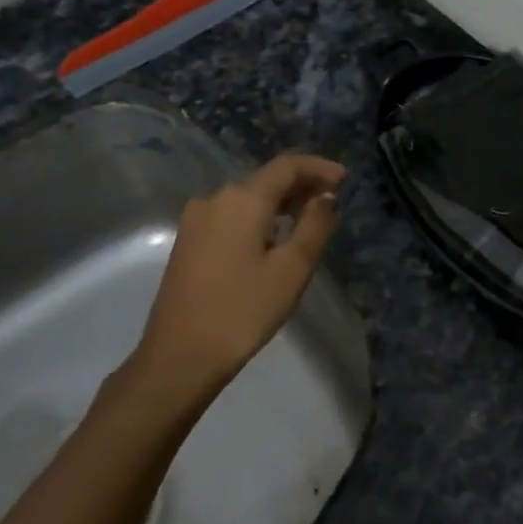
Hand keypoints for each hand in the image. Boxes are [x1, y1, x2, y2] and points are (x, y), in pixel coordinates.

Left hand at [135, 153, 345, 394]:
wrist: (179, 357)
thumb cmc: (242, 311)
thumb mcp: (291, 270)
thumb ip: (314, 226)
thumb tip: (325, 198)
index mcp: (242, 199)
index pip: (286, 166)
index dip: (318, 167)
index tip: (344, 179)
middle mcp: (215, 199)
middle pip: (265, 179)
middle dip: (301, 185)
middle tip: (332, 201)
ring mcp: (196, 220)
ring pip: (247, 198)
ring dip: (280, 202)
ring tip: (308, 219)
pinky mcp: (188, 241)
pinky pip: (231, 215)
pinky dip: (258, 217)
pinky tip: (273, 238)